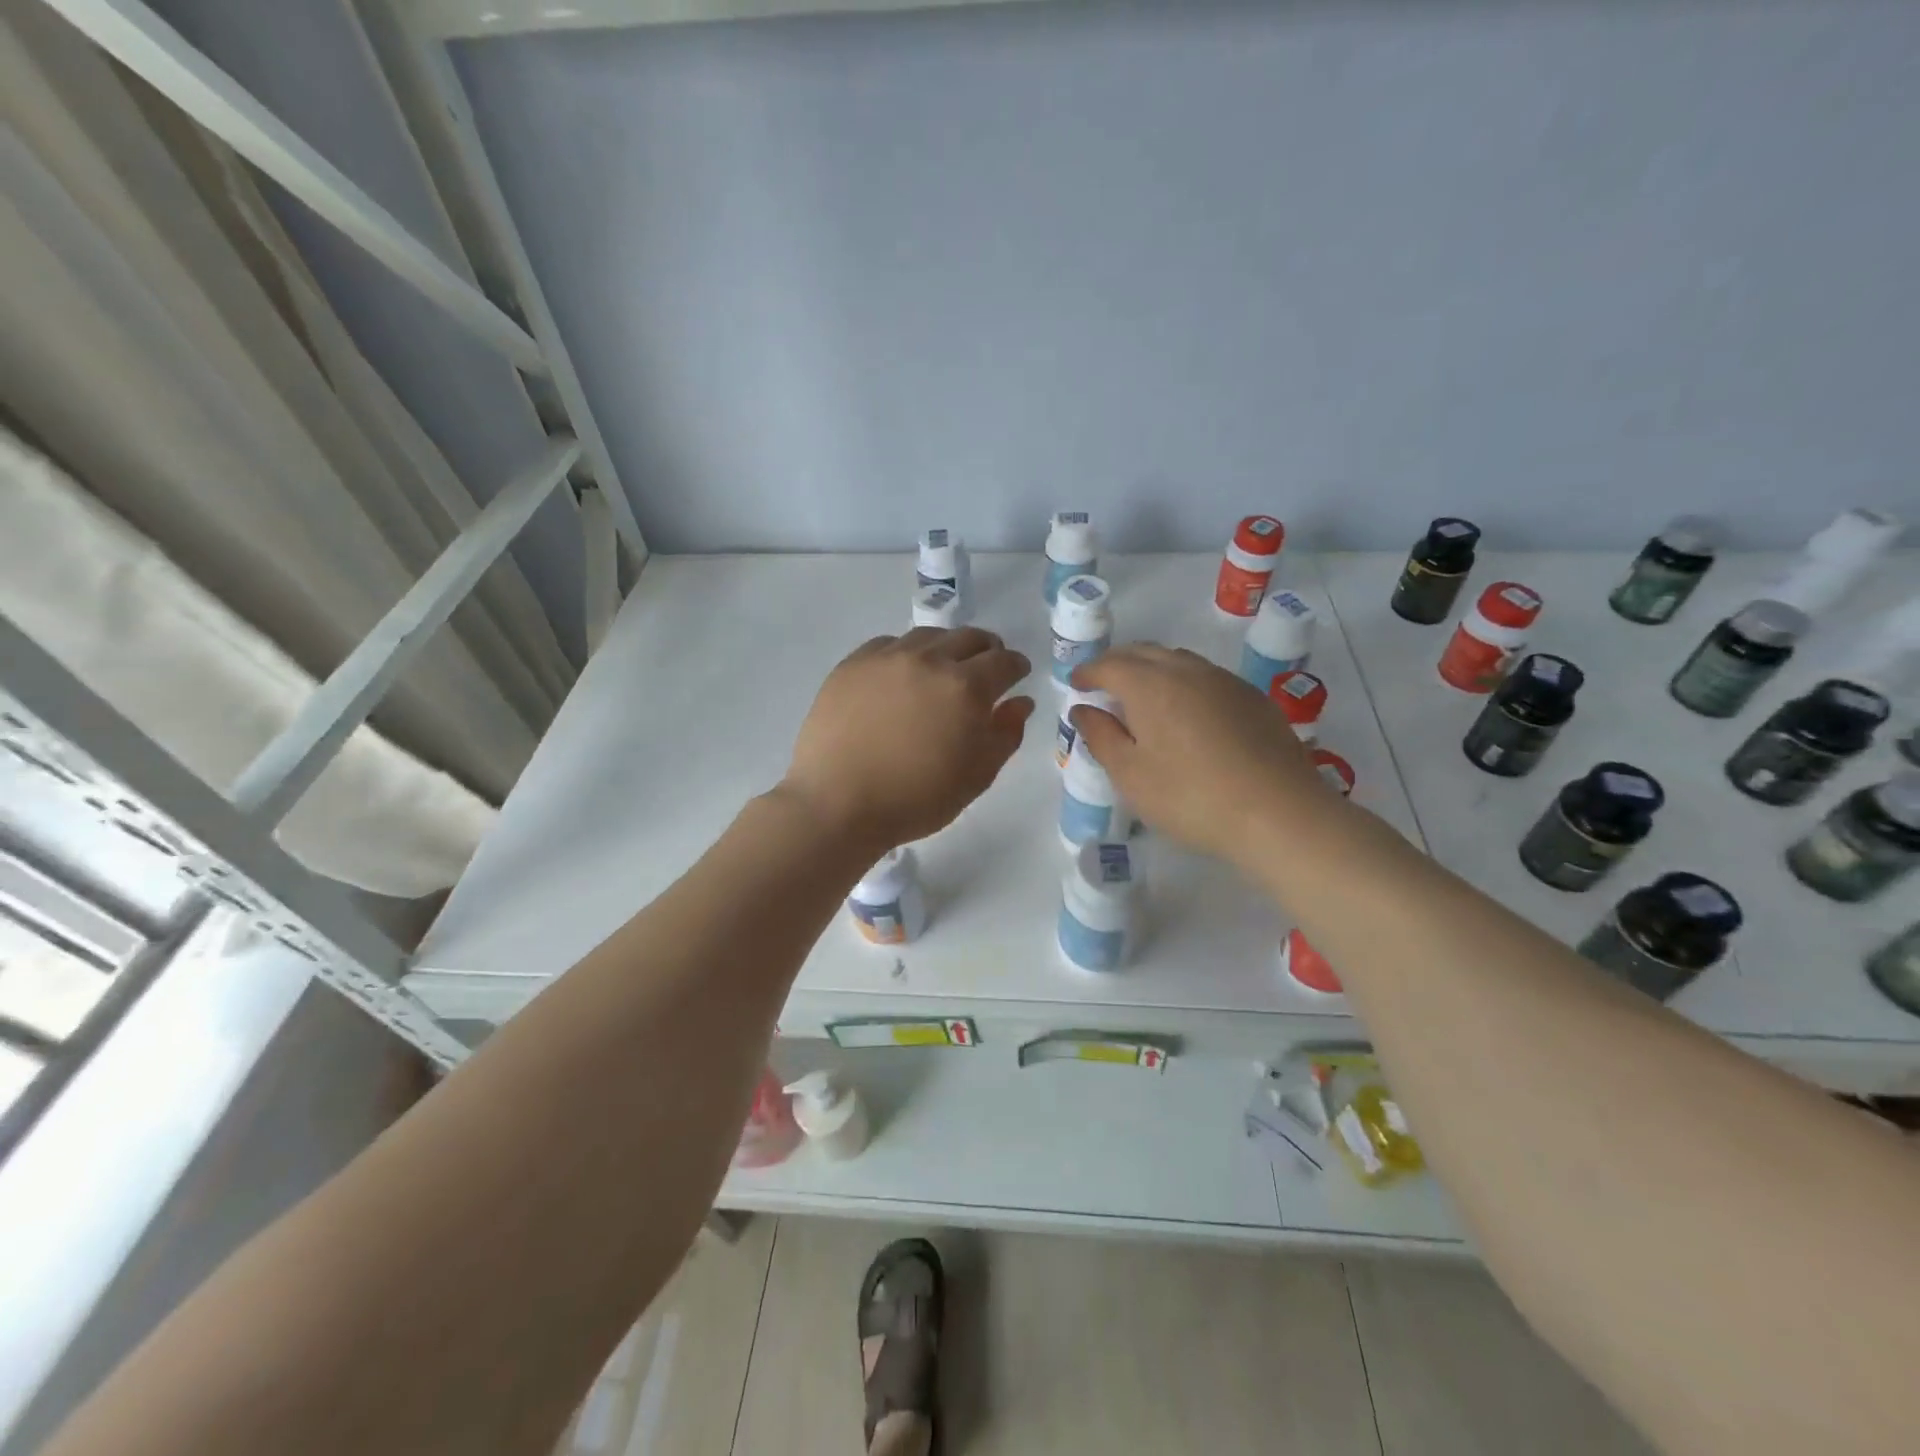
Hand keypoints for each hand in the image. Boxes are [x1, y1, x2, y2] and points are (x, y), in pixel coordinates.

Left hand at [781, 628, 1033, 852]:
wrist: (837, 803)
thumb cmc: (916, 799)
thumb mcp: (976, 776)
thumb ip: (1005, 734)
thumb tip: (1020, 702)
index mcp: (966, 687)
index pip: (1004, 661)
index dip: (1016, 666)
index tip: (1017, 674)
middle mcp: (929, 660)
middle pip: (969, 638)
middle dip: (986, 650)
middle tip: (985, 669)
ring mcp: (887, 657)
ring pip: (928, 636)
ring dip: (946, 648)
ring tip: (943, 670)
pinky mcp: (852, 663)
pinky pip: (888, 644)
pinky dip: (906, 653)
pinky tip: (901, 675)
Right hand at [1070, 645, 1333, 868]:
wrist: (1279, 813)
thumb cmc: (1190, 797)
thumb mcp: (1131, 775)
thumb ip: (1101, 736)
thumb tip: (1082, 709)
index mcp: (1150, 685)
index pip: (1109, 664)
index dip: (1088, 671)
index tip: (1075, 683)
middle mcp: (1187, 670)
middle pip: (1144, 652)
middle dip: (1117, 662)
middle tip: (1102, 682)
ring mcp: (1225, 681)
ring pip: (1178, 660)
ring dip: (1152, 669)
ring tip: (1141, 694)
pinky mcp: (1253, 698)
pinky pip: (1206, 677)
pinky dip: (1183, 682)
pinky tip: (1185, 710)